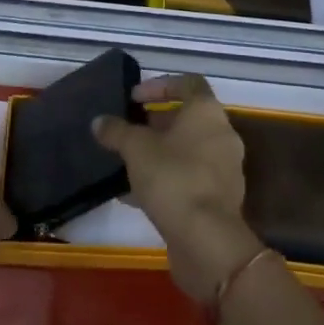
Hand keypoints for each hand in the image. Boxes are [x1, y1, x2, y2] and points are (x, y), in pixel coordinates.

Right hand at [94, 75, 263, 301]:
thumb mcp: (135, 149)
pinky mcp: (219, 200)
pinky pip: (190, 179)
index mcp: (207, 112)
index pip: (188, 83)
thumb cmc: (173, 178)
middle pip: (187, 119)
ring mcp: (224, 169)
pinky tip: (136, 195)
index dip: (160, 86)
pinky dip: (166, 179)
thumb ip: (116, 131)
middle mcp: (222, 135)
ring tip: (127, 163)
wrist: (207, 241)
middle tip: (128, 132)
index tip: (134, 98)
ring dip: (159, 153)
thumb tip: (99, 121)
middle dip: (155, 124)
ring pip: (187, 151)